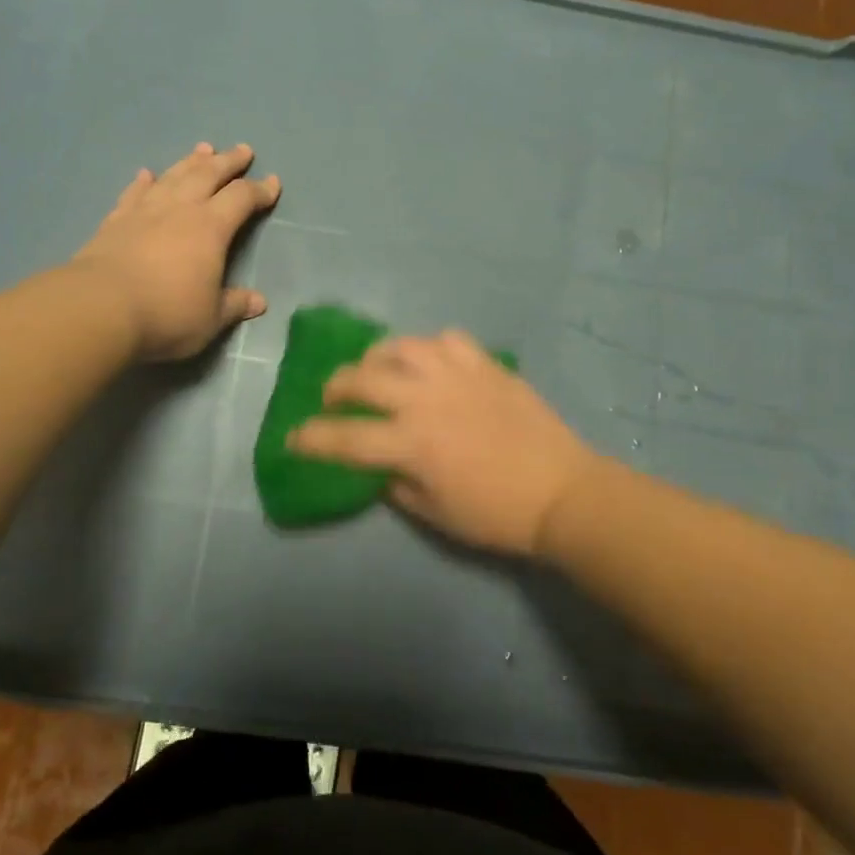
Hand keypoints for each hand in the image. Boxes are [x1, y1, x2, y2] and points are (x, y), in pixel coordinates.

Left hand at [72, 142, 279, 360]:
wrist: (100, 308)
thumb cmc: (167, 314)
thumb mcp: (210, 318)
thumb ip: (234, 305)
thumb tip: (259, 302)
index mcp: (211, 229)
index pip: (241, 199)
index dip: (260, 190)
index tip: (273, 184)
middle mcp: (179, 210)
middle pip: (208, 175)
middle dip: (228, 162)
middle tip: (242, 150)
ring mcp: (144, 212)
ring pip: (173, 177)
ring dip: (190, 162)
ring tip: (203, 149)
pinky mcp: (115, 222)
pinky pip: (133, 194)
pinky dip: (143, 183)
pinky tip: (146, 175)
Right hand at [286, 331, 599, 556]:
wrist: (561, 492)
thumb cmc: (495, 515)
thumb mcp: (434, 514)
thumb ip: (396, 485)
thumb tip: (381, 465)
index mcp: (410, 444)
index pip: (343, 438)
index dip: (311, 439)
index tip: (293, 438)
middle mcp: (425, 400)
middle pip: (362, 378)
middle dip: (335, 388)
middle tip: (332, 399)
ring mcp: (457, 376)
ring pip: (401, 346)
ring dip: (379, 358)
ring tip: (377, 370)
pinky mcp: (486, 366)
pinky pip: (448, 340)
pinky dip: (431, 349)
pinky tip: (432, 363)